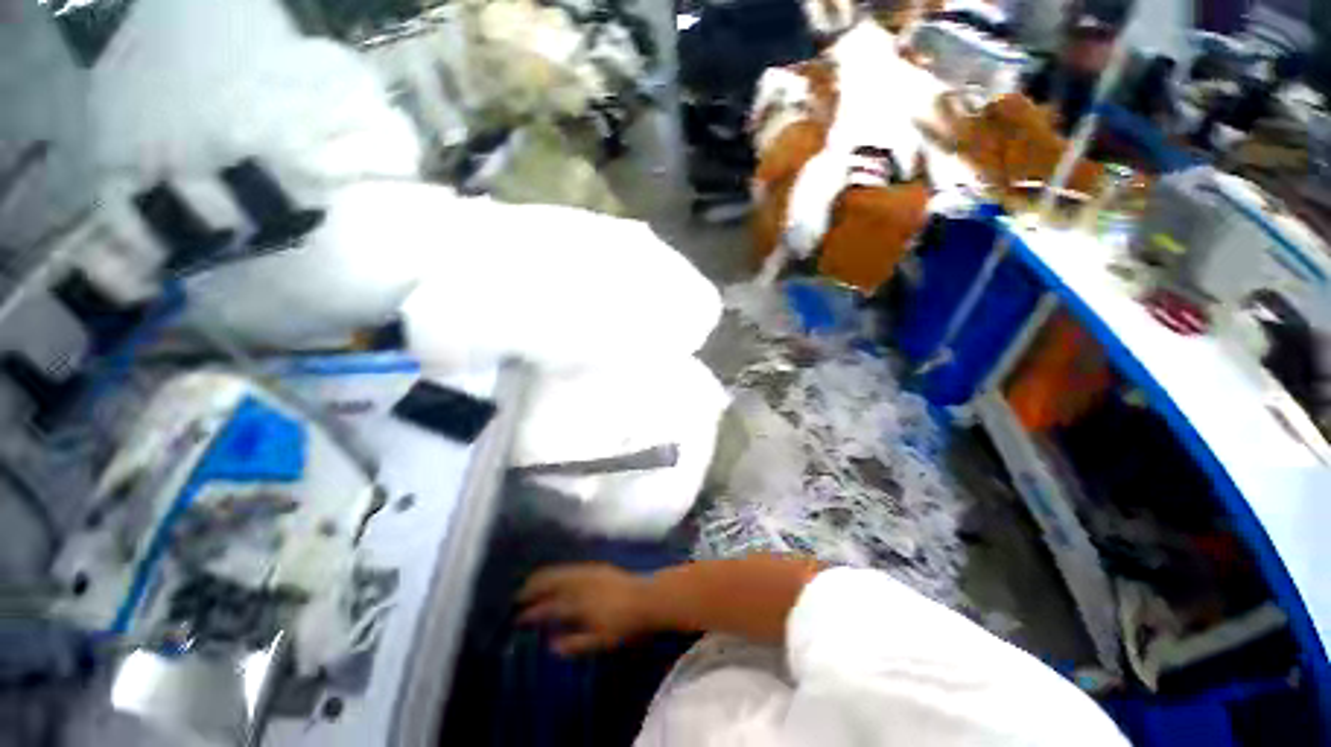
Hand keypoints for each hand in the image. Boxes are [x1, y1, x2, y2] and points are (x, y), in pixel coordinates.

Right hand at [517, 563, 656, 655]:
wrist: (647, 598)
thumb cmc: (624, 625)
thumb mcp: (600, 642)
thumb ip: (574, 644)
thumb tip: (550, 646)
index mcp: (579, 604)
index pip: (548, 608)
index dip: (532, 613)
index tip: (518, 618)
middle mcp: (581, 584)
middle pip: (551, 583)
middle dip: (533, 588)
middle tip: (519, 595)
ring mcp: (589, 573)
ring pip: (560, 572)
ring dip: (543, 576)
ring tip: (531, 582)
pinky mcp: (597, 567)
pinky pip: (571, 567)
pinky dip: (558, 570)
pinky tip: (556, 575)